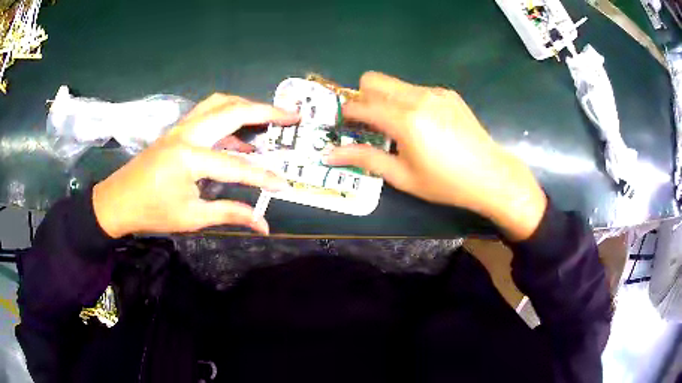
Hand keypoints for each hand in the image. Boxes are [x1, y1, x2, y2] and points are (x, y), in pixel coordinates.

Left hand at [93, 94, 299, 237]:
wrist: (117, 201)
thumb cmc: (151, 213)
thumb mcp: (191, 217)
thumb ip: (229, 213)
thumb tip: (263, 224)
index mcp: (190, 157)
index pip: (236, 166)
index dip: (263, 177)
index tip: (285, 185)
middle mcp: (187, 133)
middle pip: (232, 110)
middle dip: (265, 111)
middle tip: (291, 116)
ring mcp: (180, 128)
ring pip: (218, 103)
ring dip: (245, 106)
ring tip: (267, 116)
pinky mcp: (176, 131)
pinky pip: (207, 113)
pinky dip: (227, 116)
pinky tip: (237, 135)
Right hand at [326, 72, 545, 240]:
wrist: (490, 175)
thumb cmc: (445, 182)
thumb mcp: (402, 176)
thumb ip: (365, 159)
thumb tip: (330, 155)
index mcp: (404, 119)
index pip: (360, 104)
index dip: (346, 113)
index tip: (345, 125)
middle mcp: (417, 97)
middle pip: (373, 79)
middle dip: (364, 97)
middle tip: (371, 123)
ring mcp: (435, 92)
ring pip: (395, 83)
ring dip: (386, 99)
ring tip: (399, 127)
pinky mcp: (448, 94)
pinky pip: (416, 89)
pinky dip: (409, 101)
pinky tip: (424, 124)